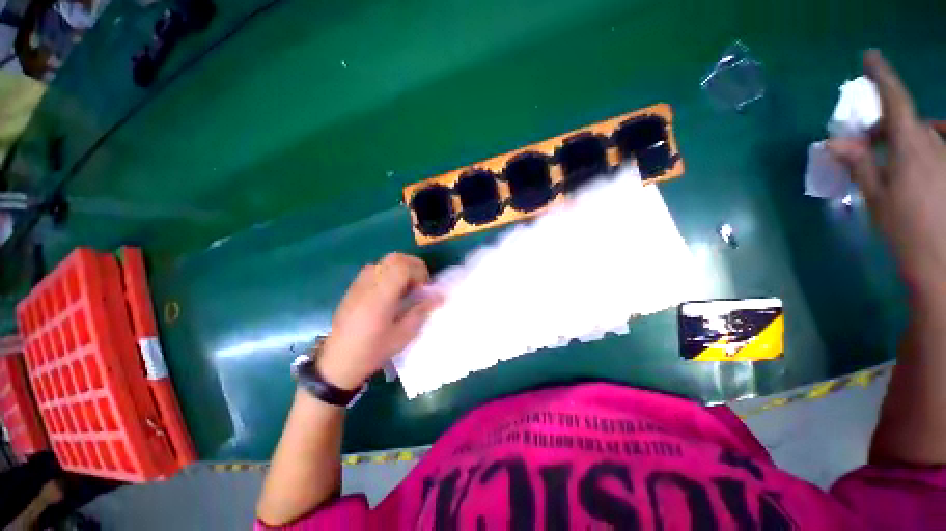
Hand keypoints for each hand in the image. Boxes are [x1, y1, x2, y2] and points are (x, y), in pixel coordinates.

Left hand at [318, 253, 440, 389]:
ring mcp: (359, 284)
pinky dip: (389, 273)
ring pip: (384, 261)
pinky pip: (375, 269)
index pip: (401, 266)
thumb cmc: (373, 350)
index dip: (419, 271)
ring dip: (401, 269)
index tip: (424, 288)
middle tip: (419, 284)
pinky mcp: (354, 287)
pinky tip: (391, 292)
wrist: (338, 361)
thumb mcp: (403, 335)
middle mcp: (368, 284)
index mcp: (380, 296)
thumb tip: (439, 296)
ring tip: (406, 288)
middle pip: (394, 258)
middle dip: (412, 266)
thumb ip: (421, 311)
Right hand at [828, 50, 945, 297]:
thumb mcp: (876, 198)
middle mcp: (935, 143)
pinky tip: (921, 162)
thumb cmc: (905, 231)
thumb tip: (834, 141)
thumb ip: (859, 164)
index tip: (870, 57)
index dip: (882, 76)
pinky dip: (927, 146)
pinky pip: (940, 145)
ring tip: (893, 160)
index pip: (896, 100)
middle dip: (887, 125)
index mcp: (911, 147)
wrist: (942, 265)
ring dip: (906, 138)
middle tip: (868, 144)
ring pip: (925, 133)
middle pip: (908, 120)